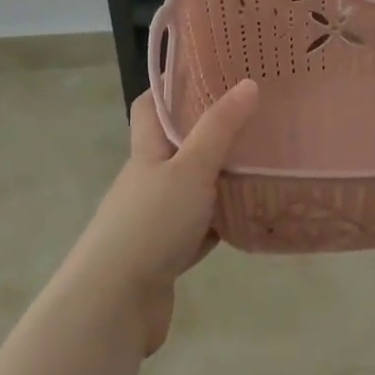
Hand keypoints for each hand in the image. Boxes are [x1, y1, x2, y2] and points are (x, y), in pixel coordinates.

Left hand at [66, 80, 258, 354]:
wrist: (113, 305)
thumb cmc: (150, 224)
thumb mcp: (190, 169)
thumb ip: (220, 129)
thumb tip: (248, 83)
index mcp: (146, 152)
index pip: (150, 106)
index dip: (170, 85)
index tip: (205, 69)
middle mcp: (147, 181)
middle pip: (176, 146)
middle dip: (208, 130)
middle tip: (252, 114)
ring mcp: (154, 219)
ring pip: (192, 188)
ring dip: (219, 178)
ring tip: (261, 161)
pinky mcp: (165, 254)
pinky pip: (199, 228)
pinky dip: (220, 221)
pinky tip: (248, 216)